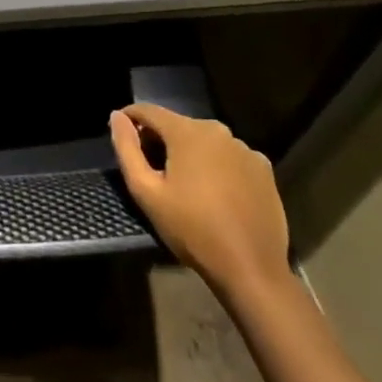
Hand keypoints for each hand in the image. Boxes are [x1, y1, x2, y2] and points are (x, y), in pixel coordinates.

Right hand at [109, 104, 291, 296]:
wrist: (251, 270)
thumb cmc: (192, 229)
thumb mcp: (146, 191)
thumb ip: (127, 149)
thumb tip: (117, 116)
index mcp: (187, 132)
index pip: (149, 111)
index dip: (130, 118)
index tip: (120, 133)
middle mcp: (218, 131)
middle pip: (178, 125)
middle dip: (160, 139)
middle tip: (150, 167)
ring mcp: (245, 149)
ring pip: (205, 141)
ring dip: (189, 152)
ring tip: (184, 183)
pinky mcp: (264, 170)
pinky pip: (229, 157)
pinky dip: (216, 165)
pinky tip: (215, 192)